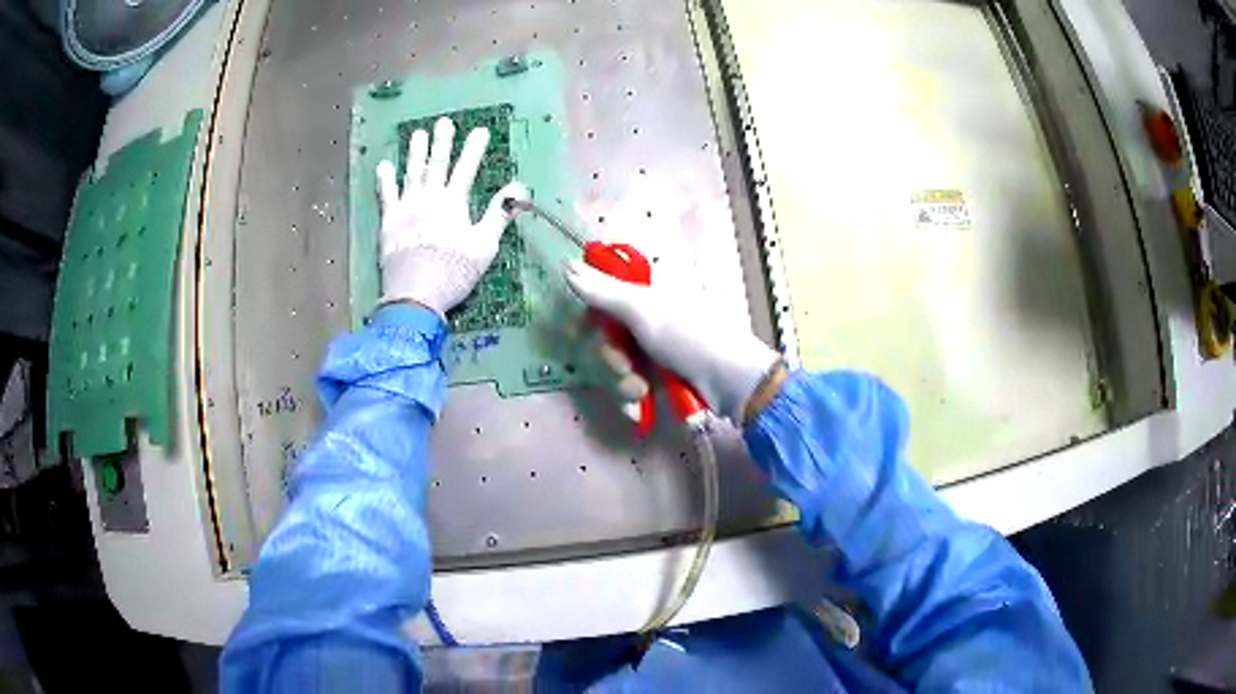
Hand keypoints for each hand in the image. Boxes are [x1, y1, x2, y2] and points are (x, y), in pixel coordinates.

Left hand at [376, 116, 527, 316]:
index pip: (466, 169)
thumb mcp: (484, 246)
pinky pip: (385, 196)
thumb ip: (498, 214)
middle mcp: (428, 199)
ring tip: (417, 133)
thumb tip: (518, 187)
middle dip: (442, 142)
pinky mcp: (388, 223)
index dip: (473, 149)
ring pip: (411, 173)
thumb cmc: (454, 273)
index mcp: (453, 204)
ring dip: (414, 152)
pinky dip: (385, 180)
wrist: (414, 296)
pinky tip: (384, 165)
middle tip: (443, 122)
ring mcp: (405, 209)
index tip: (480, 130)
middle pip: (436, 164)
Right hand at [564, 258, 780, 423]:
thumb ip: (602, 291)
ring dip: (624, 381)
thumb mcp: (642, 310)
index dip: (591, 312)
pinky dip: (634, 398)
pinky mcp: (666, 375)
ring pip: (621, 363)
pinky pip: (635, 384)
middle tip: (624, 366)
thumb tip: (566, 264)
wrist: (732, 382)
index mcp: (651, 290)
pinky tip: (640, 409)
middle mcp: (654, 315)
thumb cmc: (689, 336)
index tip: (579, 329)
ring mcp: (661, 347)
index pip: (608, 293)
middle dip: (612, 356)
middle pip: (610, 333)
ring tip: (641, 391)